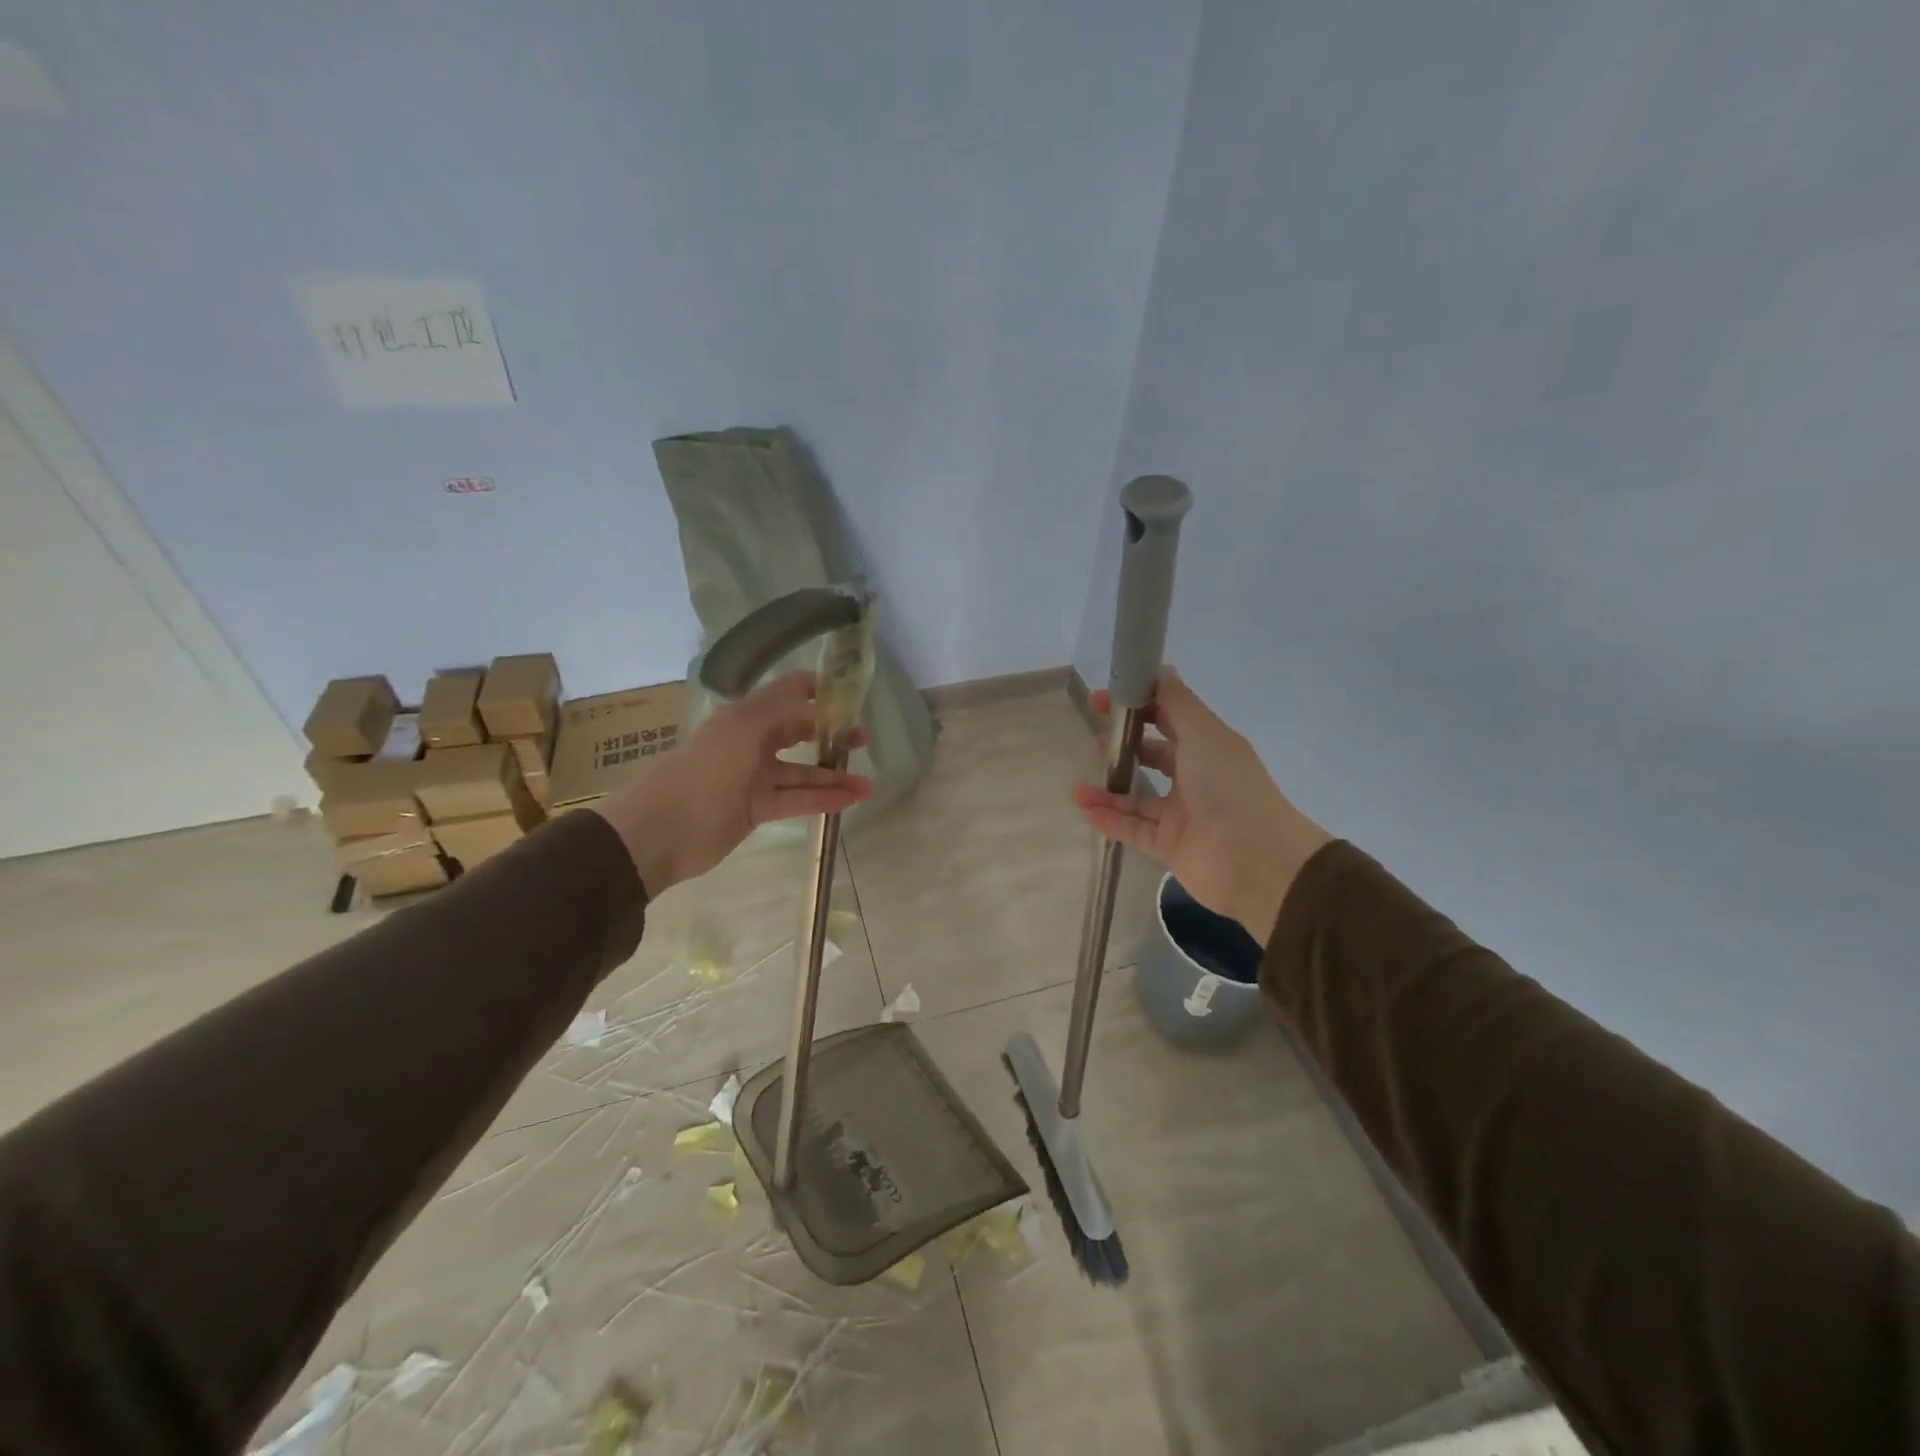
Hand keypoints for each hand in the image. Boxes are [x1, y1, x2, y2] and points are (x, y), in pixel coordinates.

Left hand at [593, 672, 871, 897]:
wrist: (662, 829)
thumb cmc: (706, 769)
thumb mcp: (746, 727)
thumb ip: (785, 709)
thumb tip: (821, 702)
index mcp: (746, 715)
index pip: (788, 693)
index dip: (819, 691)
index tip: (852, 695)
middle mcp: (751, 741)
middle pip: (798, 731)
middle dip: (832, 733)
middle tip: (863, 739)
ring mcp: (754, 777)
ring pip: (802, 772)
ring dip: (834, 776)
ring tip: (869, 783)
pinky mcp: (757, 808)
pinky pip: (796, 799)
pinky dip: (823, 799)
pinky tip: (851, 799)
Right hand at [1072, 667, 1330, 942]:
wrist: (1255, 860)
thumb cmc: (1228, 786)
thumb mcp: (1203, 733)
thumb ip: (1177, 702)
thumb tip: (1160, 669)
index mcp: (1208, 746)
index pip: (1168, 718)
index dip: (1137, 705)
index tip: (1103, 701)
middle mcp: (1195, 777)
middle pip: (1153, 756)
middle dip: (1123, 746)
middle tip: (1093, 740)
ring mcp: (1182, 814)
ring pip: (1138, 798)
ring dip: (1109, 789)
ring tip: (1079, 785)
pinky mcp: (1170, 846)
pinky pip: (1133, 829)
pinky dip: (1110, 819)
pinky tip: (1085, 808)